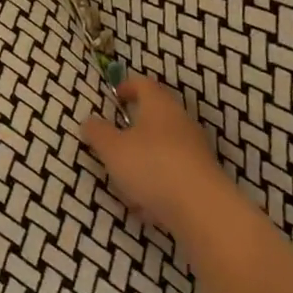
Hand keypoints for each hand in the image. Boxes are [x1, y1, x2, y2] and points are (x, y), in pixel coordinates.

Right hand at [81, 77, 247, 242]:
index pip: (144, 84)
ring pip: (163, 146)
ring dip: (144, 158)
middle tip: (114, 139)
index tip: (114, 97)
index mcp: (159, 105)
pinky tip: (145, 204)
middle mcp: (181, 121)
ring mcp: (195, 149)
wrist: (202, 209)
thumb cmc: (151, 166)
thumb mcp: (112, 149)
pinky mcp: (202, 176)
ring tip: (125, 179)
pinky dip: (157, 181)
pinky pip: (173, 172)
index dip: (127, 86)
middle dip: (134, 127)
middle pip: (155, 115)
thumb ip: (97, 132)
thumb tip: (90, 121)